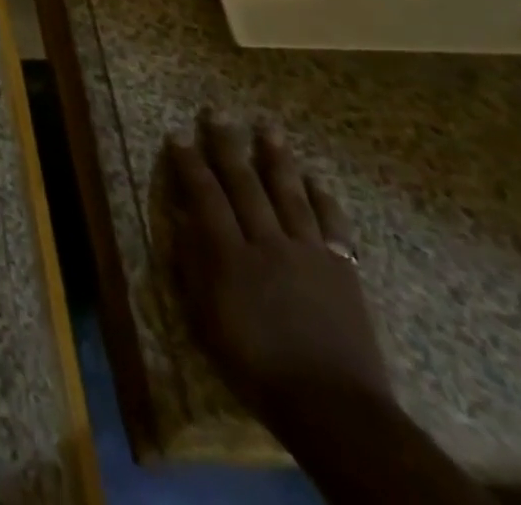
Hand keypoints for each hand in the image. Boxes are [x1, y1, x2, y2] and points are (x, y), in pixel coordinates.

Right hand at [166, 111, 390, 426]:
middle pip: (244, 183)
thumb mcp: (206, 320)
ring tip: (267, 127)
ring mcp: (308, 253)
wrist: (333, 408)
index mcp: (229, 255)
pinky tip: (315, 180)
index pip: (204, 195)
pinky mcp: (342, 269)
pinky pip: (332, 225)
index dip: (189, 163)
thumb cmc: (256, 367)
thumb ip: (192, 264)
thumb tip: (181, 216)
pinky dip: (323, 199)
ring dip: (276, 158)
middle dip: (226, 145)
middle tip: (216, 112)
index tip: (177, 135)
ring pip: (289, 193)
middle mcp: (267, 242)